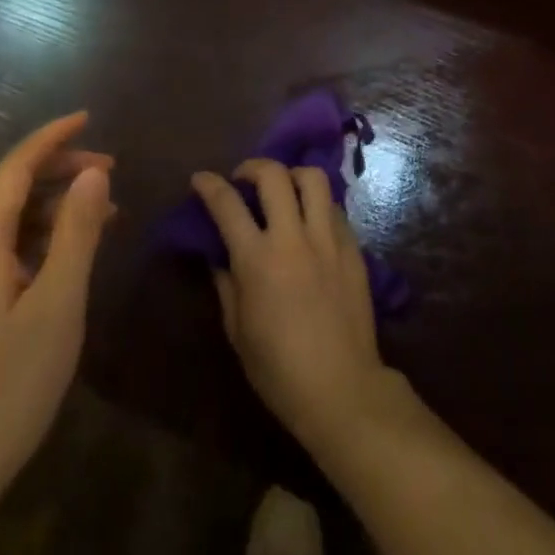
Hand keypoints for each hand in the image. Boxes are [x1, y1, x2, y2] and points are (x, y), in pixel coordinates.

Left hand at [0, 112, 113, 534]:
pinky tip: (58, 255)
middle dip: (57, 170)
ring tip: (98, 214)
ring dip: (46, 206)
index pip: (15, 165)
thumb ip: (76, 230)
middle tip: (110, 173)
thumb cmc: (4, 389)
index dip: (54, 137)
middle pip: (5, 186)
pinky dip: (27, 236)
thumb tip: (92, 172)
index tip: (89, 116)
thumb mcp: (57, 306)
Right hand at [192, 159, 392, 452]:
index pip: (227, 205)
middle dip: (253, 166)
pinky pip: (334, 207)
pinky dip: (317, 204)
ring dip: (292, 175)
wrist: (341, 387)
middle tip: (244, 179)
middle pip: (274, 175)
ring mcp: (328, 239)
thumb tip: (219, 256)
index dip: (209, 185)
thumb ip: (226, 284)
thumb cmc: (279, 370)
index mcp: (257, 260)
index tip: (201, 179)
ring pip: (313, 179)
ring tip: (283, 189)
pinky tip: (310, 221)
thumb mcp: (238, 331)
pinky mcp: (353, 247)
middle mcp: (293, 238)